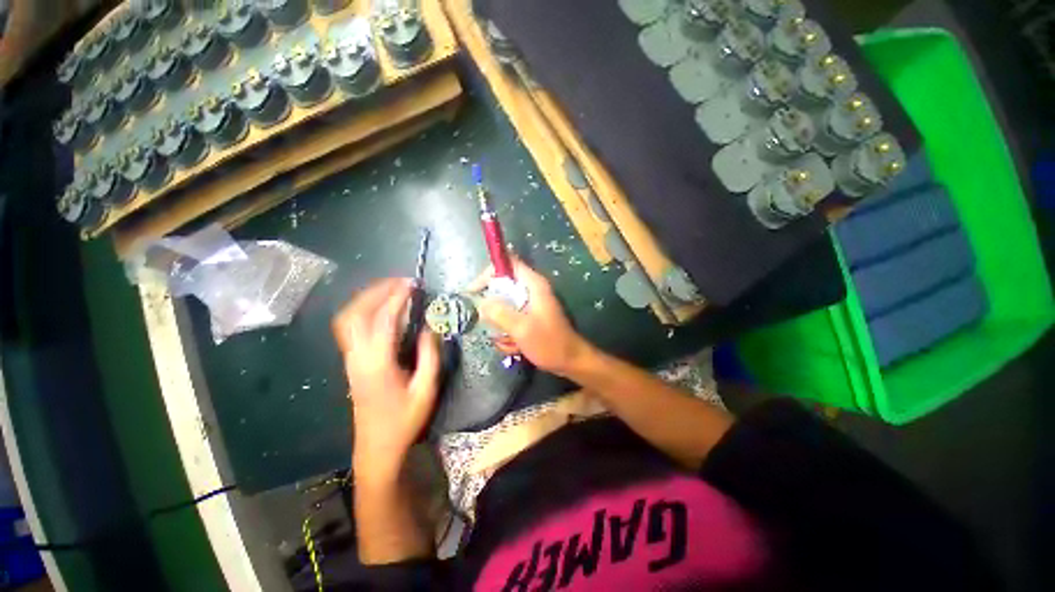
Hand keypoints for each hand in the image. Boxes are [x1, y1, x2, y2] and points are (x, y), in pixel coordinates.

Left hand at [332, 278, 440, 478]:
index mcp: (377, 363)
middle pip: (356, 313)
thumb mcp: (426, 389)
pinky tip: (380, 309)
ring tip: (390, 289)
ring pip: (348, 319)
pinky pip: (350, 328)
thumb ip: (429, 356)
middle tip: (400, 282)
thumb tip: (429, 327)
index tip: (412, 284)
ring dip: (366, 299)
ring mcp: (351, 359)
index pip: (384, 320)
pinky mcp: (351, 363)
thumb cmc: (404, 420)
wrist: (376, 447)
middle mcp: (358, 357)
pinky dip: (363, 310)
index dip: (398, 298)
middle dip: (377, 291)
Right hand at [468, 257, 592, 376]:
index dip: (489, 272)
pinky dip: (508, 331)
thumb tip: (481, 303)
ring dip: (500, 323)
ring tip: (508, 340)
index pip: (508, 263)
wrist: (570, 361)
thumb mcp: (521, 328)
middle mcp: (532, 290)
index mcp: (533, 284)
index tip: (474, 290)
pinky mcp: (530, 316)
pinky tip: (514, 346)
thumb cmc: (549, 343)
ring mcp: (531, 303)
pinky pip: (511, 317)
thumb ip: (500, 313)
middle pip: (503, 286)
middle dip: (493, 306)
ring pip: (505, 305)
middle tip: (488, 323)